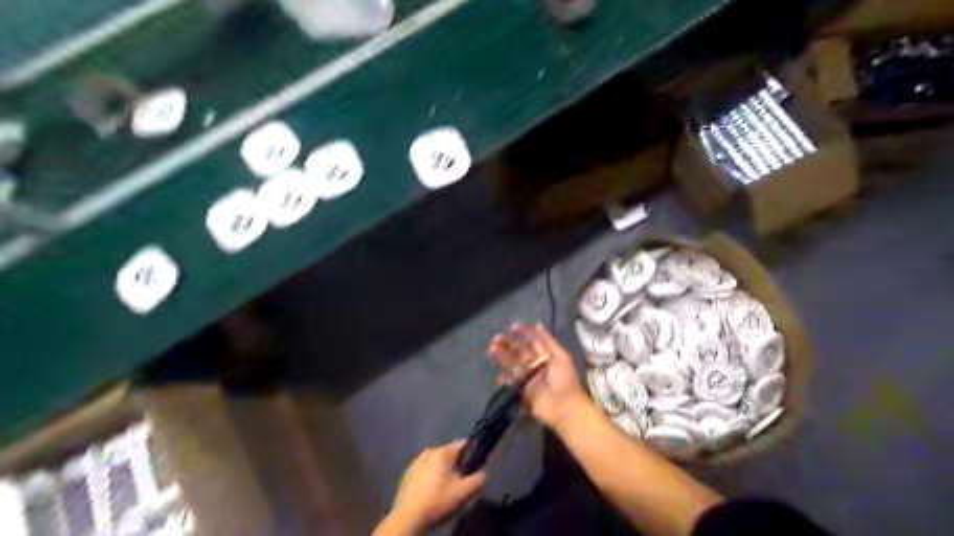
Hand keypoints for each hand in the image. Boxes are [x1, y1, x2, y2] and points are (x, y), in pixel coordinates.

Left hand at [380, 438, 486, 533]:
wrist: (408, 517)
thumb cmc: (438, 501)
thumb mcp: (464, 492)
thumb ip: (479, 478)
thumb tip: (483, 471)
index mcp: (443, 452)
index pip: (463, 443)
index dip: (472, 451)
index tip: (476, 463)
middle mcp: (429, 452)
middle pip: (449, 453)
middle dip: (457, 463)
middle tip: (461, 479)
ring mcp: (416, 462)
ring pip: (436, 461)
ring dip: (443, 470)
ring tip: (446, 486)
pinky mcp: (407, 474)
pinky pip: (425, 470)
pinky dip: (430, 476)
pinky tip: (432, 491)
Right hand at [491, 325, 589, 428]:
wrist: (564, 407)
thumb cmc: (565, 380)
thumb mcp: (561, 356)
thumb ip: (548, 341)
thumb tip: (538, 324)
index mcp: (546, 356)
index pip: (533, 341)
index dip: (523, 334)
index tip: (512, 327)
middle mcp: (536, 365)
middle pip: (519, 352)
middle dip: (508, 344)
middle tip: (496, 338)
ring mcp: (528, 378)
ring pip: (512, 364)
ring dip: (502, 357)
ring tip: (491, 349)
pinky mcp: (522, 391)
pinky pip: (511, 382)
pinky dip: (503, 379)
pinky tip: (497, 375)